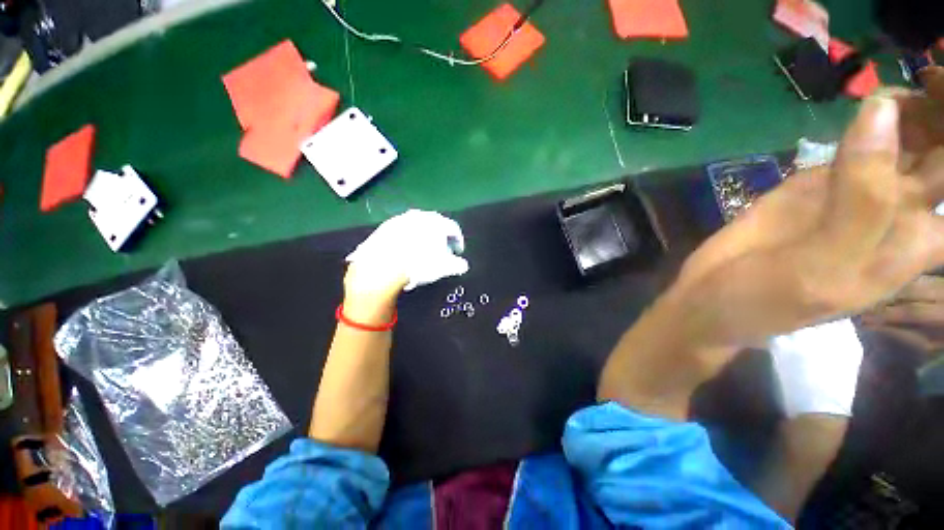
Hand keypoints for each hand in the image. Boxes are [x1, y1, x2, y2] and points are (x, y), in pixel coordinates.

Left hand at [345, 210, 468, 297]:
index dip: (458, 240)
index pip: (453, 228)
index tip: (458, 251)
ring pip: (417, 227)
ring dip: (423, 237)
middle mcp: (419, 216)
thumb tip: (463, 266)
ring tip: (422, 252)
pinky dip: (406, 239)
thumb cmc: (419, 264)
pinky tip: (404, 251)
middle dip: (440, 238)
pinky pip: (401, 232)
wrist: (383, 266)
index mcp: (436, 222)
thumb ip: (457, 265)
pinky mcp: (384, 227)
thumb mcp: (444, 267)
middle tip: (441, 251)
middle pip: (435, 225)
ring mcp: (400, 220)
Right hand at [673, 74, 943, 347]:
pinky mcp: (822, 178)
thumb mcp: (821, 267)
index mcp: (913, 242)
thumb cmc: (769, 298)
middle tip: (932, 76)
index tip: (941, 94)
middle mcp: (898, 212)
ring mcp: (859, 189)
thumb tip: (880, 110)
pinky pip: (863, 138)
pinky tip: (873, 99)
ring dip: (915, 107)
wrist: (711, 292)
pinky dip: (876, 113)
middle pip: (941, 155)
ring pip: (909, 138)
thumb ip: (859, 202)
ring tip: (901, 85)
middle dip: (940, 116)